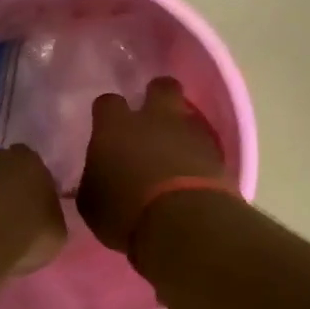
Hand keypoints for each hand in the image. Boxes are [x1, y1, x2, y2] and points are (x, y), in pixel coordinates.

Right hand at [78, 77, 228, 250]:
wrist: (184, 221)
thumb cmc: (124, 212)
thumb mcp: (92, 204)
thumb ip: (94, 181)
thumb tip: (97, 176)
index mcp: (115, 127)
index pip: (107, 103)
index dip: (107, 113)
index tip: (106, 126)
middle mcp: (154, 119)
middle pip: (161, 87)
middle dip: (156, 95)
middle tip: (151, 117)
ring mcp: (189, 133)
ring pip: (187, 114)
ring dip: (179, 128)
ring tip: (173, 151)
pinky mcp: (217, 154)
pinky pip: (204, 144)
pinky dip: (197, 154)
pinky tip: (191, 172)